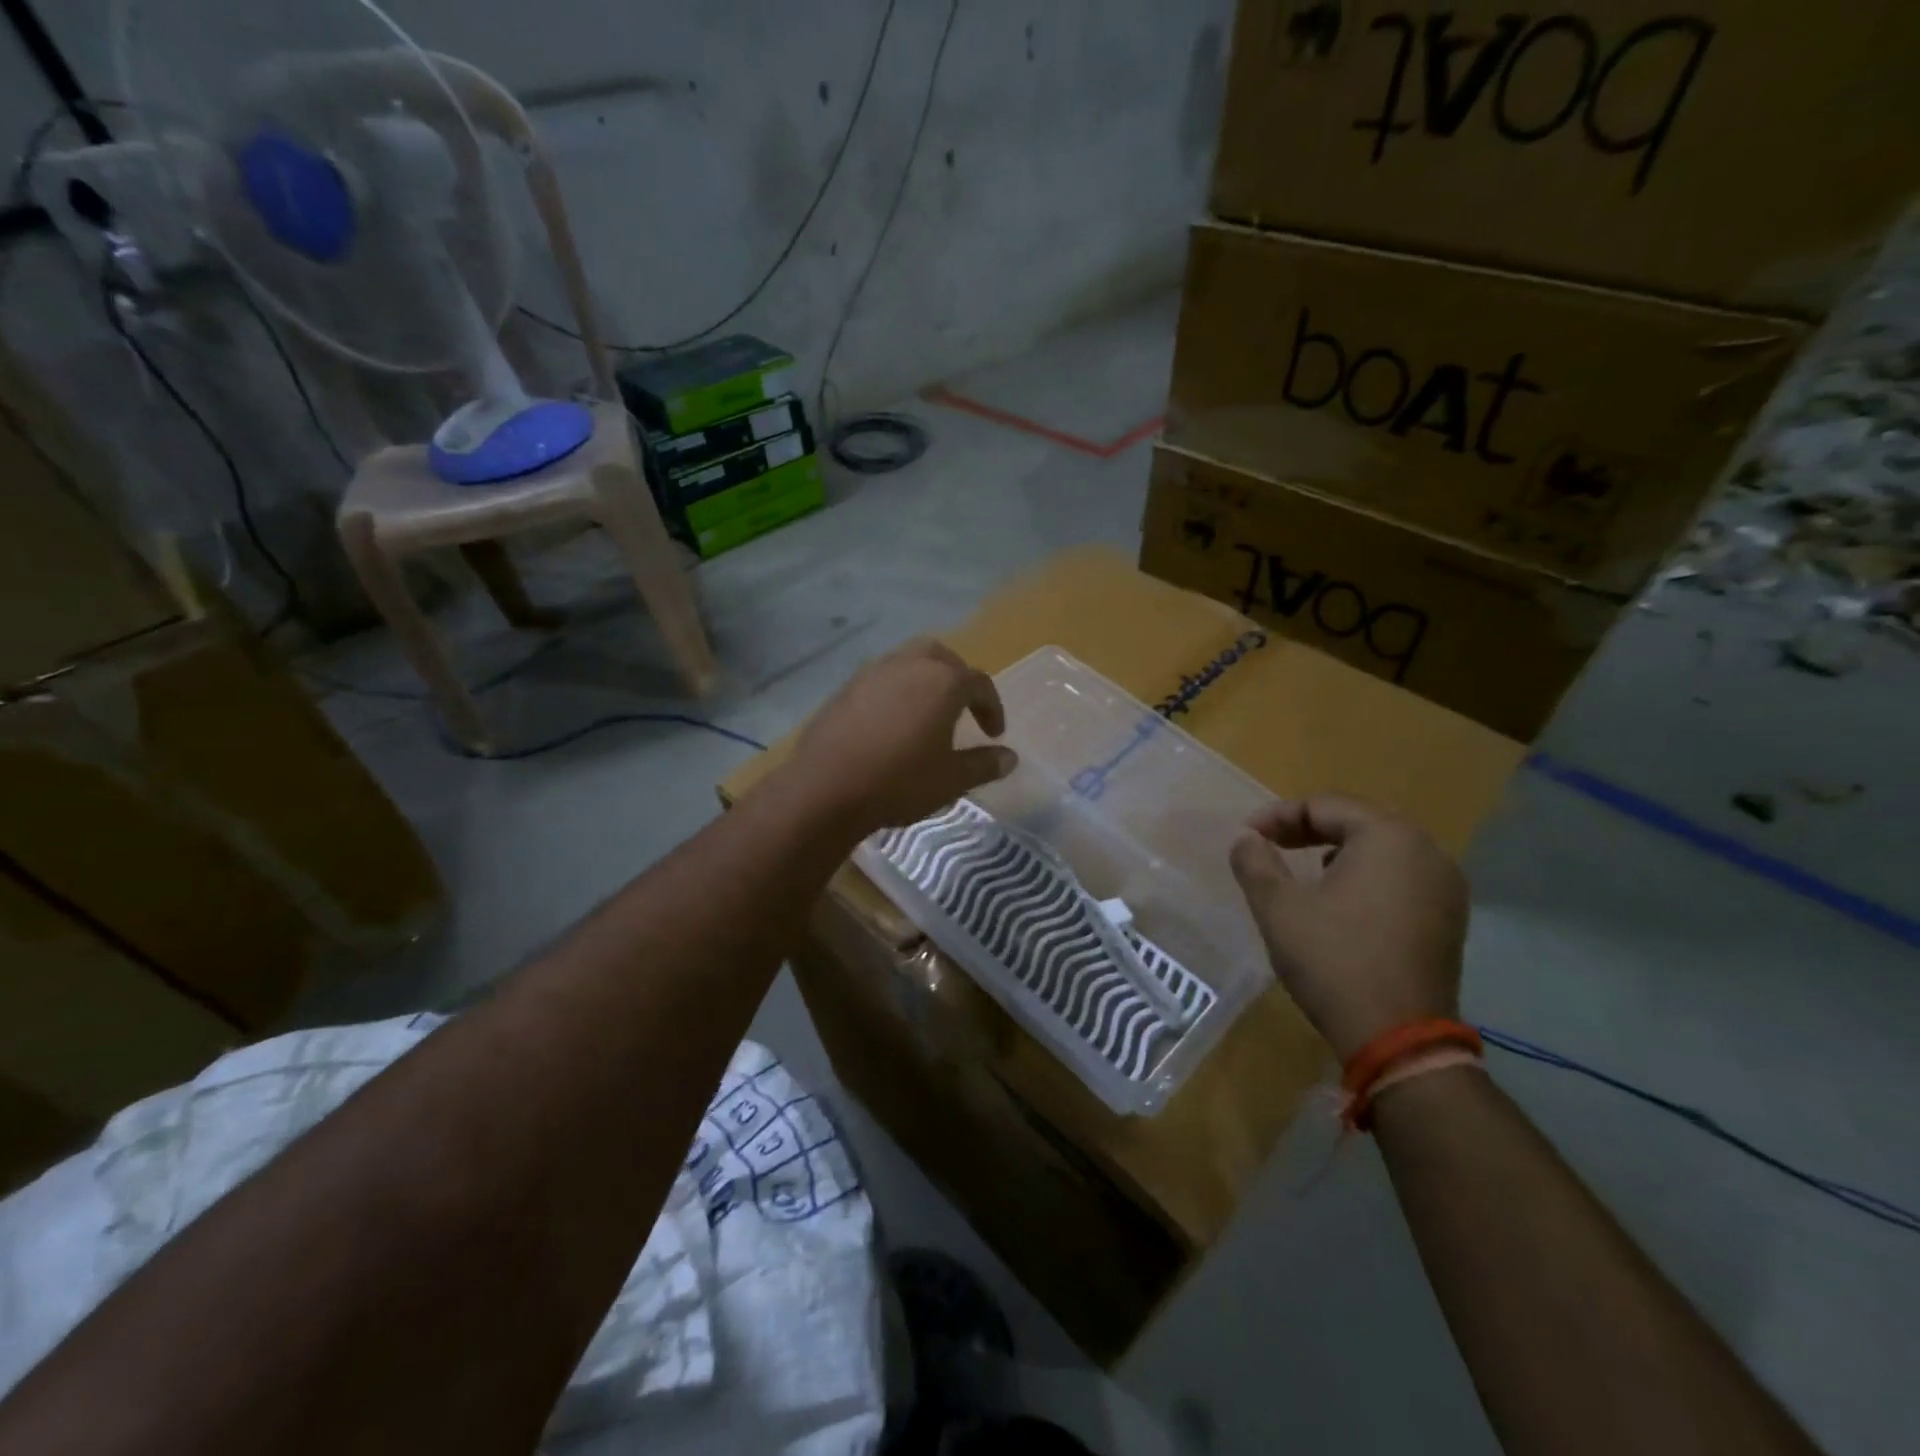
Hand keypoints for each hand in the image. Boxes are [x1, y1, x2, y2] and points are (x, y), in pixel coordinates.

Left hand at [786, 638, 1017, 836]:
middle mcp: (909, 666)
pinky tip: (891, 721)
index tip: (994, 733)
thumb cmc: (899, 783)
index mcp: (942, 682)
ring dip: (924, 678)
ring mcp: (872, 673)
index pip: (978, 683)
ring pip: (907, 660)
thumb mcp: (951, 780)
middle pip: (941, 656)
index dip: (992, 707)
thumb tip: (1010, 757)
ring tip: (927, 711)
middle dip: (957, 676)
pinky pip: (880, 678)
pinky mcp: (845, 689)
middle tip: (963, 706)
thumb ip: (984, 764)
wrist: (826, 788)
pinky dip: (895, 690)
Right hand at [1229, 794, 1467, 1061]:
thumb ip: (1255, 862)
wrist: (1399, 1039)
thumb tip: (1246, 839)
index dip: (1278, 816)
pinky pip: (1402, 875)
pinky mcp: (1450, 918)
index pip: (1325, 806)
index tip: (1246, 835)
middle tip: (1270, 843)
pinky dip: (1367, 874)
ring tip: (1303, 868)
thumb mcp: (1278, 907)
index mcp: (1389, 837)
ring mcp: (1446, 886)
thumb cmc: (1334, 961)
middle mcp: (1428, 850)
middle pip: (1359, 820)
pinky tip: (1342, 898)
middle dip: (1310, 828)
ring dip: (1339, 849)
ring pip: (1383, 848)